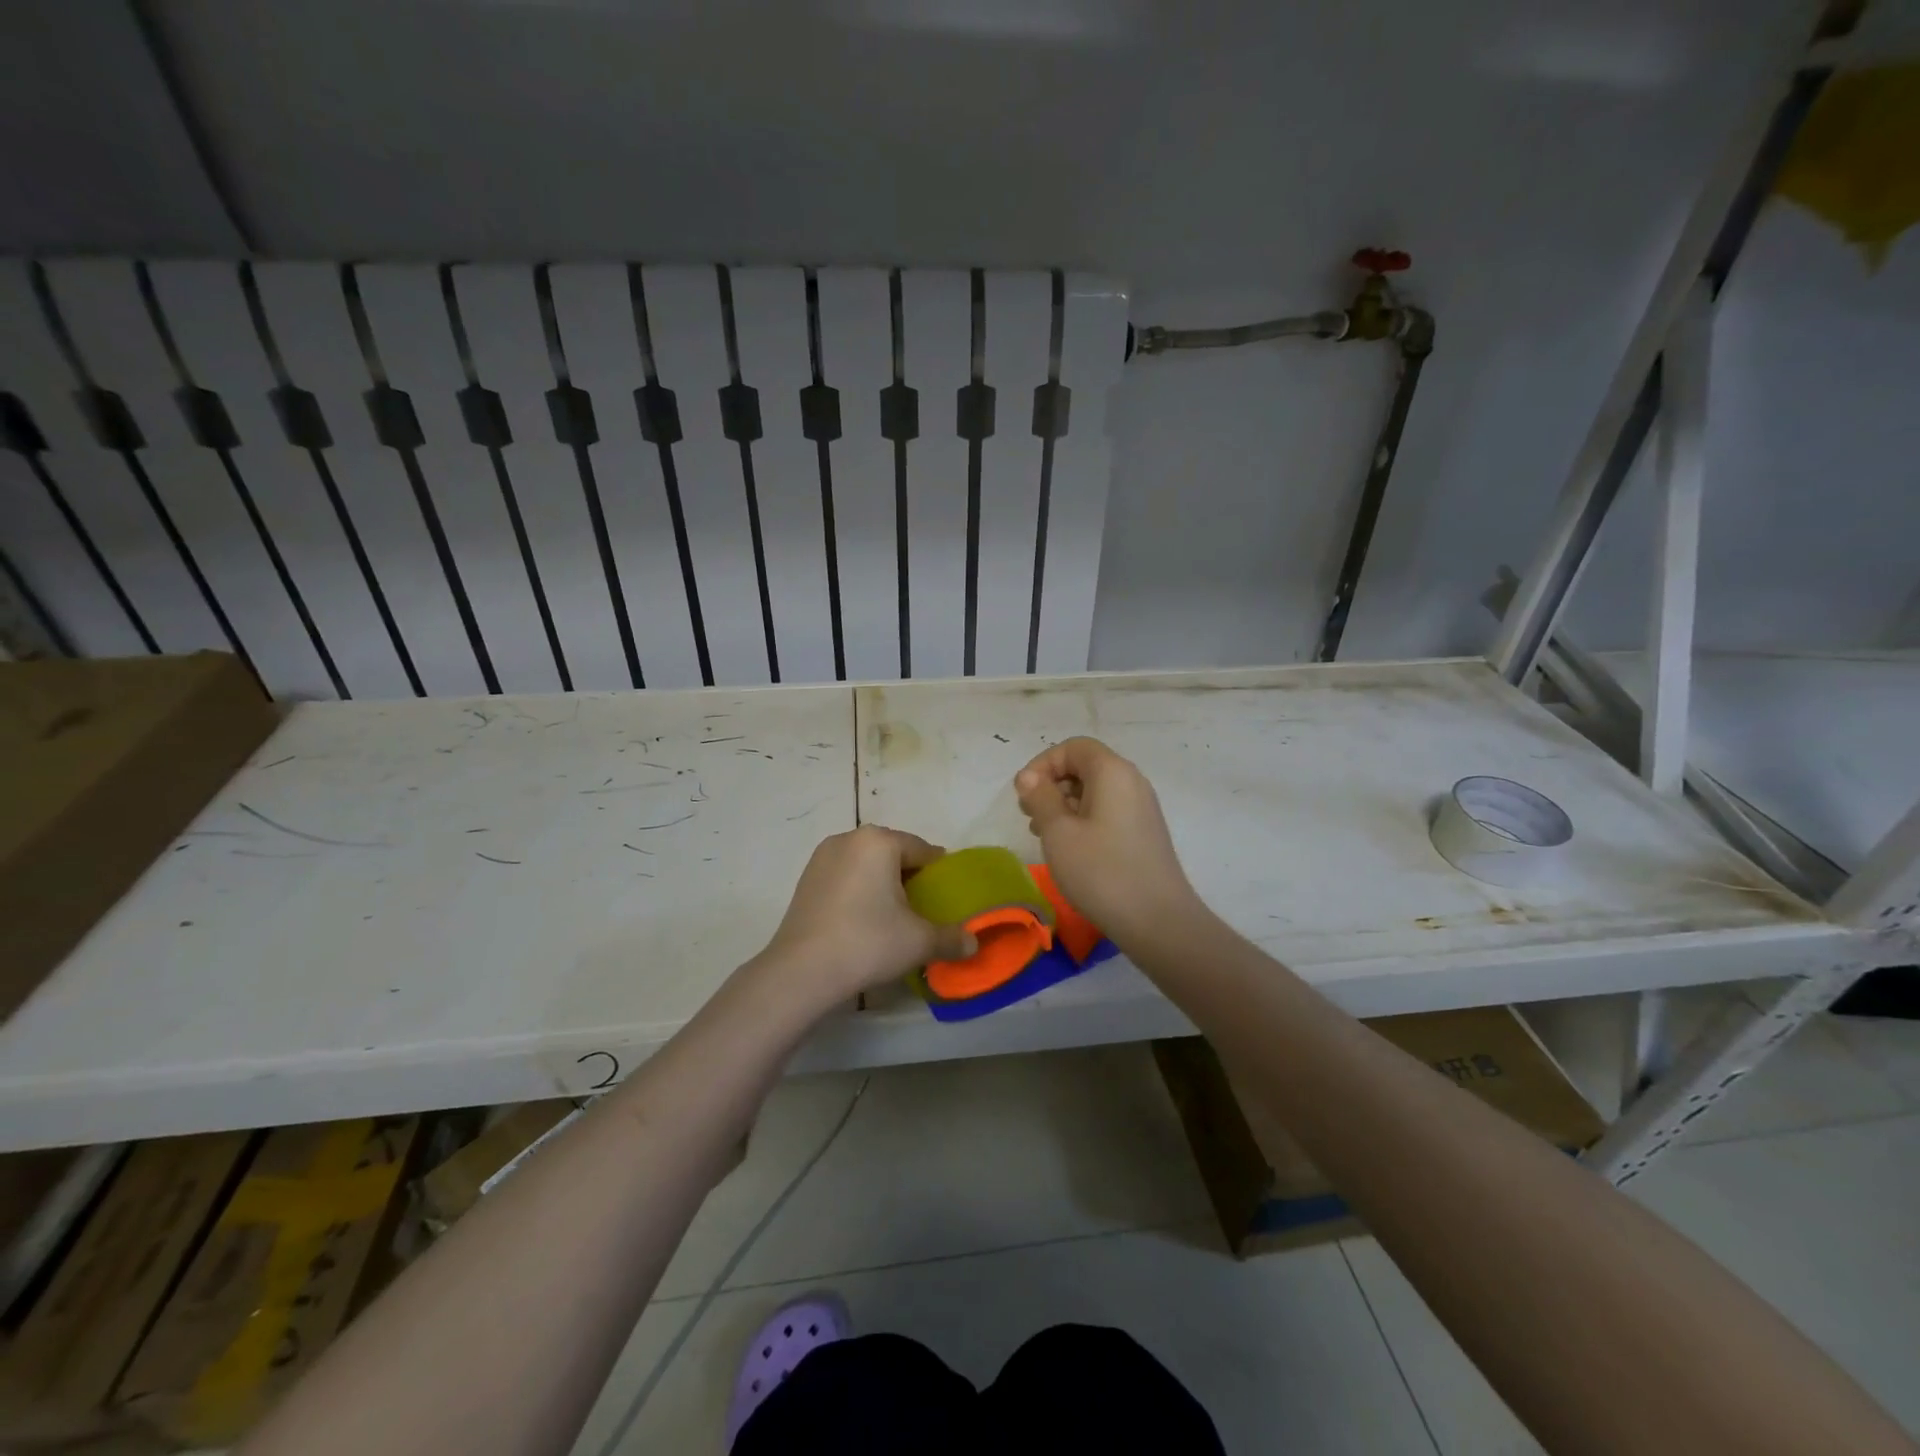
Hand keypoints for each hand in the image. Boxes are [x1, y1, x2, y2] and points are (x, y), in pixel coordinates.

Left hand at [753, 826, 976, 1011]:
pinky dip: (858, 891)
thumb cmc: (868, 942)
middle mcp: (850, 838)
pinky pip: (845, 876)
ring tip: (892, 917)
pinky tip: (863, 921)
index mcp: (880, 841)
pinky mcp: (805, 879)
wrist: (802, 971)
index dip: (939, 874)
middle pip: (893, 853)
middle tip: (922, 910)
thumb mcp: (920, 941)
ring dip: (882, 883)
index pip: (923, 850)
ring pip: (866, 864)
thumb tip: (974, 944)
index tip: (946, 899)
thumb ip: (952, 938)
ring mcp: (822, 857)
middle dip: (909, 877)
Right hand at [1015, 737, 1203, 949]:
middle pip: (1085, 766)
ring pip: (1095, 791)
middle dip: (1052, 785)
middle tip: (1030, 817)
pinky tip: (1070, 850)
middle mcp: (1132, 781)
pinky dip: (1083, 820)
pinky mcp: (1144, 832)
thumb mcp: (1058, 833)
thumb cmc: (1102, 872)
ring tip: (1045, 836)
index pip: (1073, 747)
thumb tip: (1029, 776)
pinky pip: (1108, 811)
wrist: (1158, 921)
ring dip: (1065, 805)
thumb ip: (1040, 797)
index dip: (1043, 764)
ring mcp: (1142, 808)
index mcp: (1112, 772)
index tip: (1024, 795)